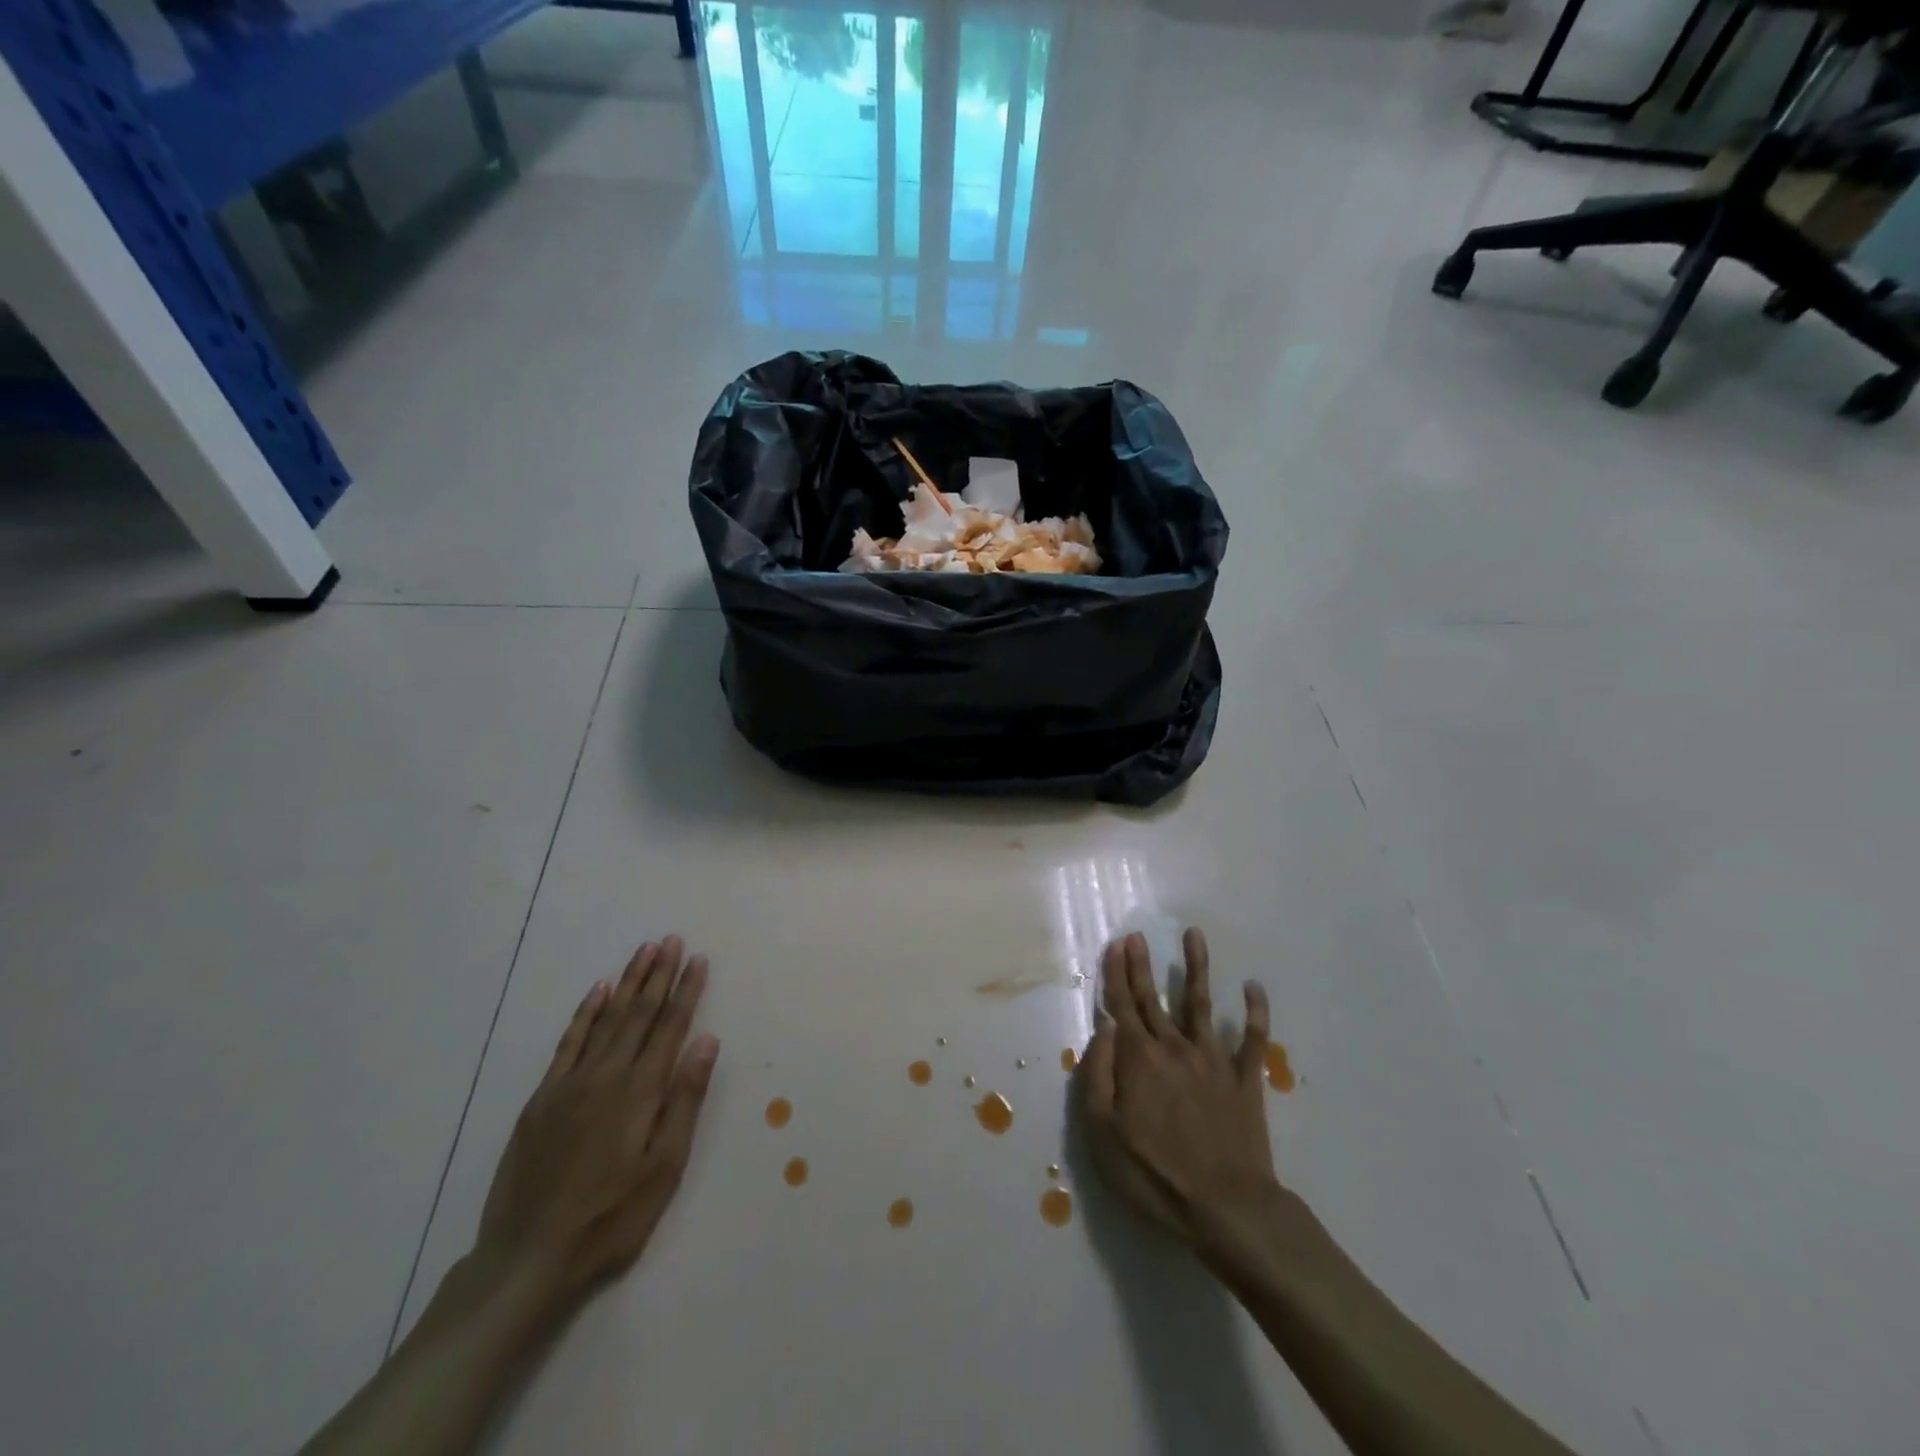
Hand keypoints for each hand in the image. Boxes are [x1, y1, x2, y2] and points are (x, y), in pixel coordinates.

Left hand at [476, 937, 718, 1303]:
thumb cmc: (611, 1217)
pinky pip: (568, 1042)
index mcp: (639, 1091)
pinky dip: (585, 1013)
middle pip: (638, 1013)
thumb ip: (685, 1100)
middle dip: (659, 974)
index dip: (686, 991)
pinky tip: (598, 991)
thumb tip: (707, 1041)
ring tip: (644, 951)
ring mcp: (570, 1083)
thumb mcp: (664, 1168)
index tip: (698, 959)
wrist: (528, 1258)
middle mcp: (606, 1075)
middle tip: (672, 940)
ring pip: (606, 1019)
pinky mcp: (543, 1098)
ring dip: (628, 982)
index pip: (670, 1027)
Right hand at [1080, 929, 1282, 1256]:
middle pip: (1154, 998)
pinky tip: (1254, 986)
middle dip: (1142, 965)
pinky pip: (1254, 1039)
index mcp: (1139, 1059)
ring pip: (1202, 1003)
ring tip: (1195, 935)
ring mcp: (1213, 1060)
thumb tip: (1104, 1029)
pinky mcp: (1245, 1079)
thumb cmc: (1154, 1174)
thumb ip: (1097, 1074)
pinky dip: (1256, 1011)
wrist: (1226, 1207)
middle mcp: (1174, 1048)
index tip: (1116, 945)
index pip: (1122, 1006)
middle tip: (1138, 935)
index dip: (1116, 974)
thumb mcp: (1102, 1132)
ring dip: (1197, 967)